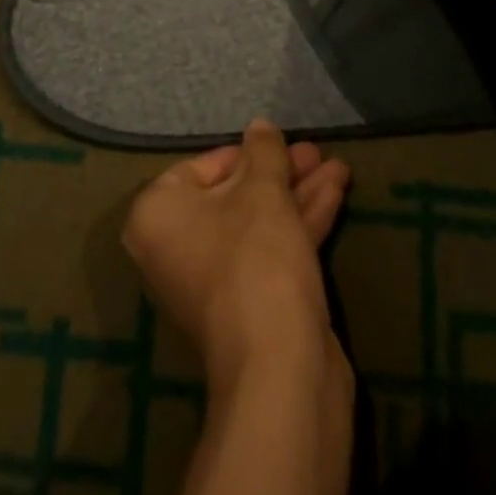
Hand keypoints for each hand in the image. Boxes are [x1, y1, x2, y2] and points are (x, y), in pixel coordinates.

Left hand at [122, 120, 350, 389]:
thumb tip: (259, 126)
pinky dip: (300, 223)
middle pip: (234, 195)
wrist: (280, 368)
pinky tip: (335, 192)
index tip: (280, 144)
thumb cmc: (256, 258)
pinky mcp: (249, 304)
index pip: (200, 168)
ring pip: (258, 223)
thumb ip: (263, 152)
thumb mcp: (263, 191)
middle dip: (280, 173)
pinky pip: (271, 250)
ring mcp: (213, 281)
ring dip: (298, 194)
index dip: (245, 153)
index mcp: (158, 216)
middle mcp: (176, 247)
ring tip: (337, 166)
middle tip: (316, 152)